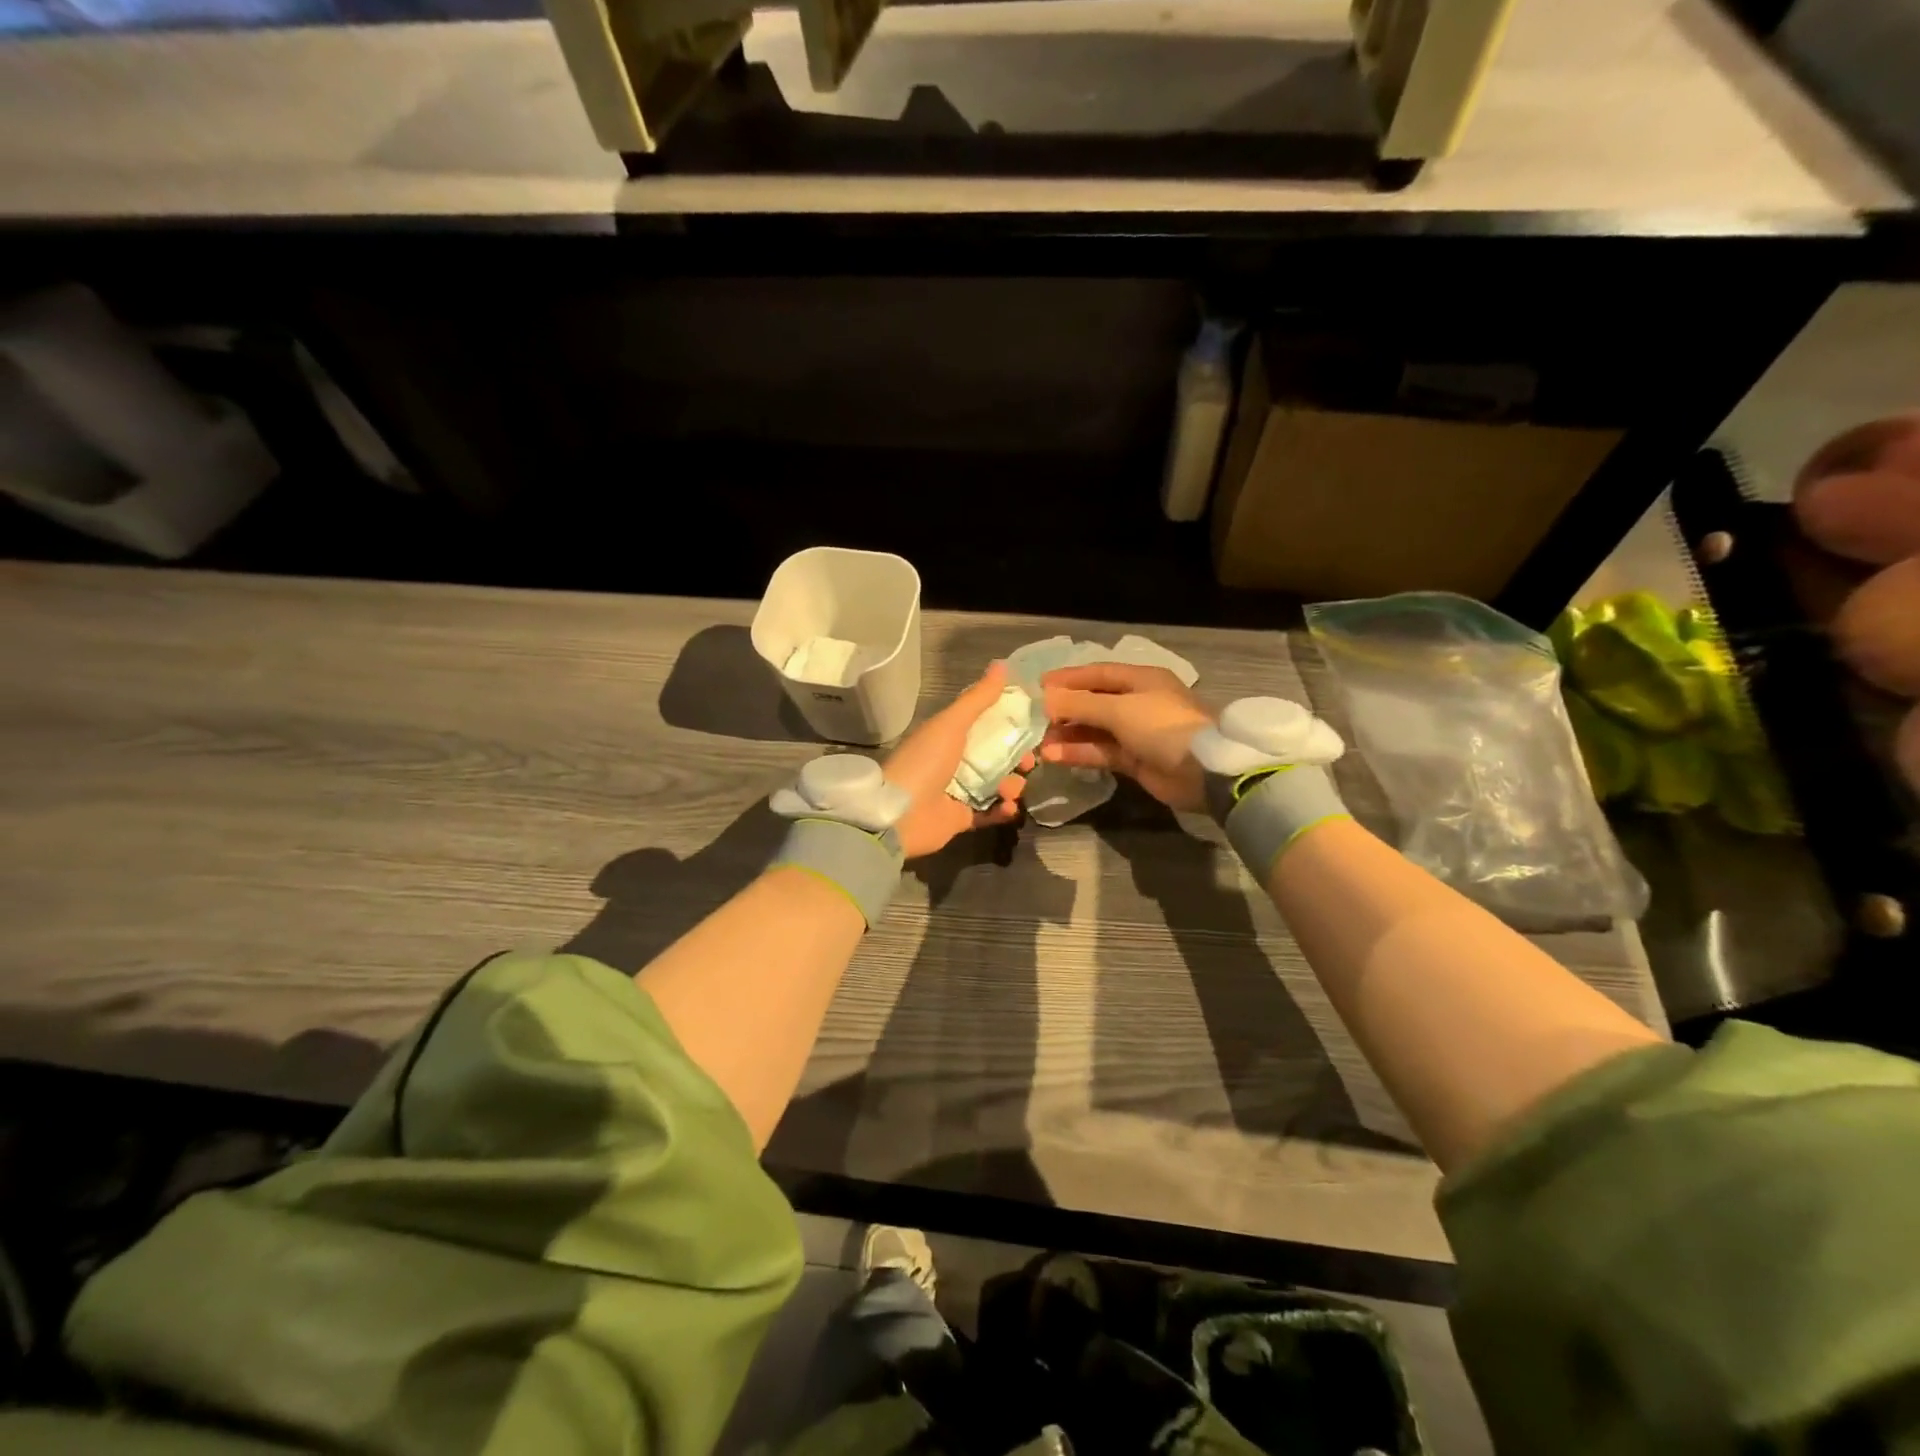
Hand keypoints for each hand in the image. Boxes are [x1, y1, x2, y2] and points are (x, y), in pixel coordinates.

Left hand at [883, 661, 1030, 858]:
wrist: (900, 816)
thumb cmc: (925, 763)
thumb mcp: (951, 724)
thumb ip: (977, 698)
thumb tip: (1002, 664)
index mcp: (948, 736)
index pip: (985, 724)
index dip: (1010, 723)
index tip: (1033, 723)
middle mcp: (954, 761)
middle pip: (996, 756)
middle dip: (1017, 757)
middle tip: (1028, 762)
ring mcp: (958, 791)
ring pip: (997, 784)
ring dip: (1011, 785)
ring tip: (1011, 790)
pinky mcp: (962, 818)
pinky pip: (990, 812)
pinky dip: (1004, 810)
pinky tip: (1011, 807)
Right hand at [1040, 663, 1213, 810]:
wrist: (1202, 772)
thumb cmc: (1161, 726)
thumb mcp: (1119, 709)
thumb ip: (1080, 704)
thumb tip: (1045, 699)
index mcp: (1141, 679)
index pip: (1098, 673)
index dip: (1068, 678)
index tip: (1039, 686)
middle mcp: (1138, 702)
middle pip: (1094, 701)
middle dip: (1065, 709)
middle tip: (1035, 718)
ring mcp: (1136, 733)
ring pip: (1095, 730)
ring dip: (1068, 735)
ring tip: (1040, 742)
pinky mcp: (1134, 760)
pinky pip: (1101, 752)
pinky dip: (1079, 753)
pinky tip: (1054, 756)